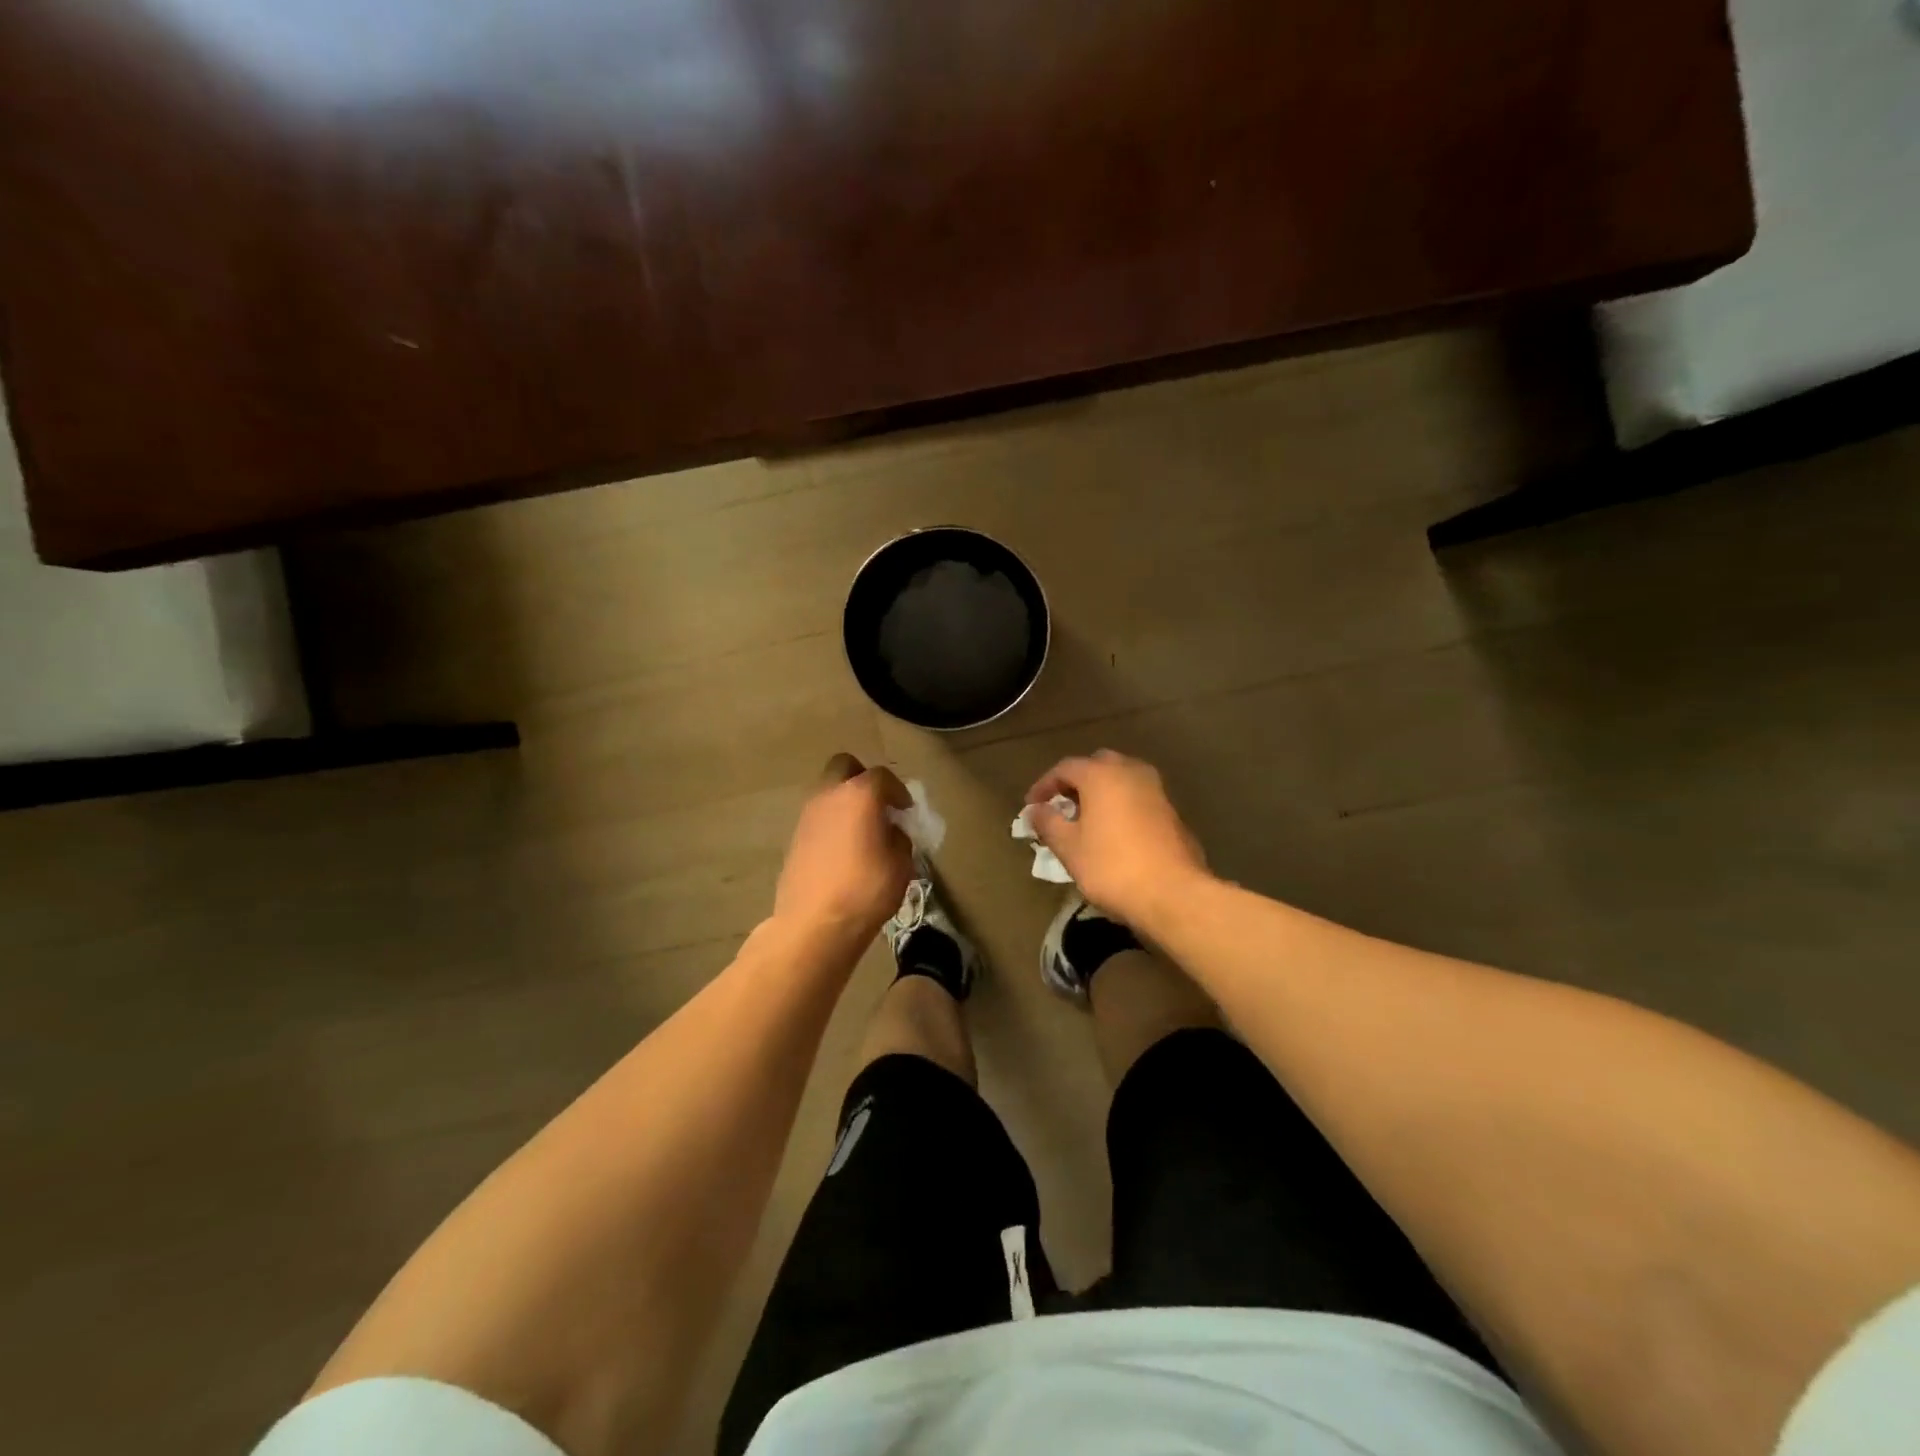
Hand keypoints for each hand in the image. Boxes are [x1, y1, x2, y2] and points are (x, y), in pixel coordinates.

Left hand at [774, 754, 913, 948]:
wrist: (813, 924)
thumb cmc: (866, 890)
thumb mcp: (901, 865)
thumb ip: (899, 839)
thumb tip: (890, 832)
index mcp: (859, 795)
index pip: (882, 776)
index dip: (898, 791)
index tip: (906, 810)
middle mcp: (829, 795)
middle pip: (844, 767)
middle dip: (862, 779)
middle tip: (878, 805)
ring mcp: (807, 815)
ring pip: (827, 792)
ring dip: (845, 802)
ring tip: (861, 831)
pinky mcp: (795, 837)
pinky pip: (818, 818)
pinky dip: (832, 823)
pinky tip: (843, 851)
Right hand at [1025, 750, 1210, 926]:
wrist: (1173, 893)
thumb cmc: (1111, 867)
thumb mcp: (1069, 848)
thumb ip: (1048, 823)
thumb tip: (1035, 810)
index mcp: (1101, 774)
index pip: (1065, 768)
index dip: (1044, 785)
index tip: (1032, 806)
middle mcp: (1131, 772)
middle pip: (1097, 765)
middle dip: (1076, 782)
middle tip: (1062, 806)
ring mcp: (1156, 790)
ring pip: (1121, 779)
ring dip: (1101, 792)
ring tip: (1086, 819)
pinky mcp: (1171, 811)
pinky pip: (1138, 796)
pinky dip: (1121, 804)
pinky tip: (1114, 831)